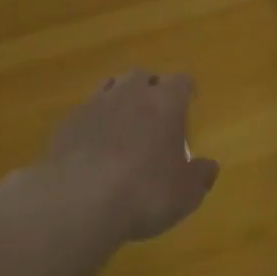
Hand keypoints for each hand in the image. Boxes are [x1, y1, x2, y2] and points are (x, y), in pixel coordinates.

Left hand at [27, 70, 219, 241]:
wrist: (78, 200)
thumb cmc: (145, 192)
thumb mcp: (186, 193)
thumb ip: (200, 176)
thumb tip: (209, 167)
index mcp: (166, 102)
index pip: (181, 81)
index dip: (186, 89)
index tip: (189, 98)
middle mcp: (131, 93)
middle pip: (143, 76)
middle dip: (151, 87)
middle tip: (156, 109)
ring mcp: (95, 104)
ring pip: (111, 86)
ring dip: (120, 99)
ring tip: (123, 121)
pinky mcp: (67, 122)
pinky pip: (86, 111)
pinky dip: (94, 121)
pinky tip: (93, 144)